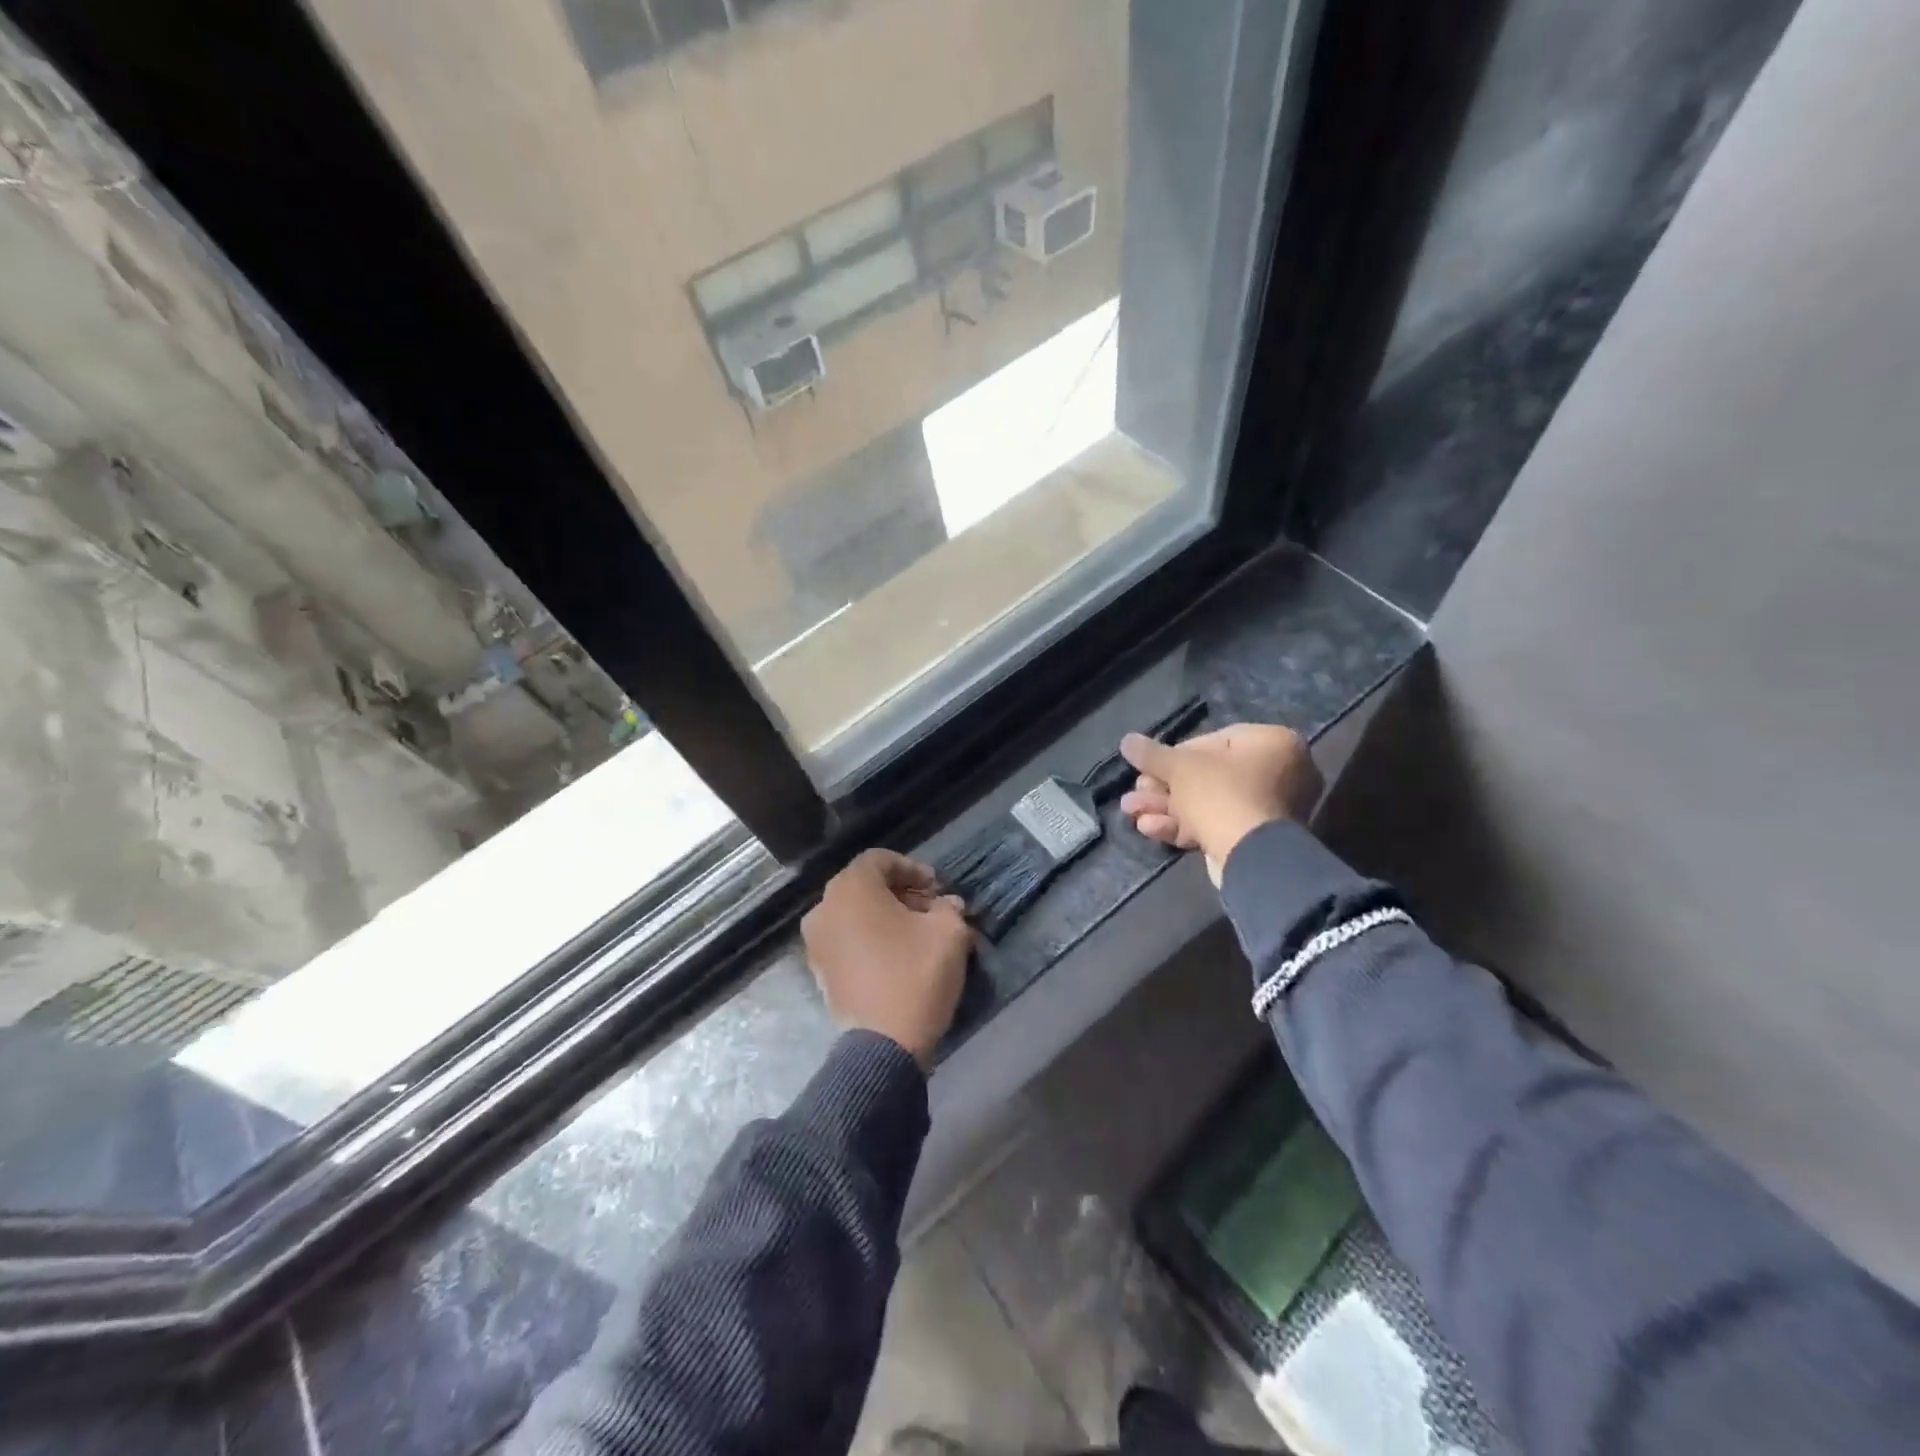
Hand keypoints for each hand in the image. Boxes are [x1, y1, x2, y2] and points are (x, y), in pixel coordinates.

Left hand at [801, 849, 970, 1068]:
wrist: (884, 1045)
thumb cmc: (915, 974)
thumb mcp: (948, 932)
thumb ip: (948, 908)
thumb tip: (947, 905)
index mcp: (851, 888)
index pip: (880, 860)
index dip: (912, 868)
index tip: (936, 888)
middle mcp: (824, 908)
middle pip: (864, 886)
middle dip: (899, 892)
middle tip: (930, 909)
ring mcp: (816, 942)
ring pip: (853, 913)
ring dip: (884, 916)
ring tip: (916, 934)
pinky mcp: (819, 971)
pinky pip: (846, 939)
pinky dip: (869, 938)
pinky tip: (896, 955)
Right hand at [1118, 723, 1322, 884]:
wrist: (1251, 858)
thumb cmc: (1221, 795)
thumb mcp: (1180, 767)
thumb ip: (1152, 754)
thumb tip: (1127, 740)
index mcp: (1272, 744)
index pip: (1216, 741)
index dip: (1175, 755)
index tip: (1150, 767)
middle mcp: (1279, 774)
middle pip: (1207, 776)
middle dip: (1163, 787)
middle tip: (1136, 792)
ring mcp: (1269, 811)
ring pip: (1207, 804)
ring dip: (1165, 807)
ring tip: (1130, 811)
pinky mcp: (1255, 841)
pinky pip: (1216, 825)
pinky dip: (1182, 826)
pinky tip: (1149, 828)